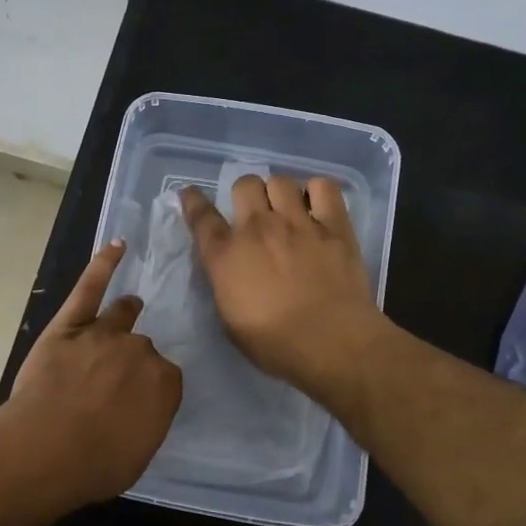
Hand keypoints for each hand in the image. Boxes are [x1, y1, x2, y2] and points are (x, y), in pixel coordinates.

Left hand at [5, 241, 182, 502]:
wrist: (44, 450)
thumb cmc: (94, 464)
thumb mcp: (138, 454)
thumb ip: (149, 421)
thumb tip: (145, 407)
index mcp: (164, 383)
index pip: (165, 378)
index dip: (149, 390)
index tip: (136, 403)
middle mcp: (140, 351)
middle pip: (142, 347)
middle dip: (131, 362)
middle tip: (114, 383)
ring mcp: (104, 333)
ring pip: (122, 316)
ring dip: (127, 313)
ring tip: (131, 306)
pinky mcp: (70, 324)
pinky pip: (90, 287)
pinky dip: (103, 264)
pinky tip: (116, 246)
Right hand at [180, 175, 386, 397]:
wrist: (331, 342)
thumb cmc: (275, 344)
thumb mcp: (230, 320)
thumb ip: (225, 284)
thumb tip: (230, 270)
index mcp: (227, 255)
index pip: (202, 216)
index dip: (194, 201)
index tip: (191, 194)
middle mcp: (258, 228)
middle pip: (245, 184)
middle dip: (246, 194)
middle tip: (255, 212)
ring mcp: (298, 223)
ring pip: (281, 181)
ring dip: (279, 192)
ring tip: (288, 209)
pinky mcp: (334, 225)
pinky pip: (324, 187)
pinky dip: (317, 191)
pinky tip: (318, 206)